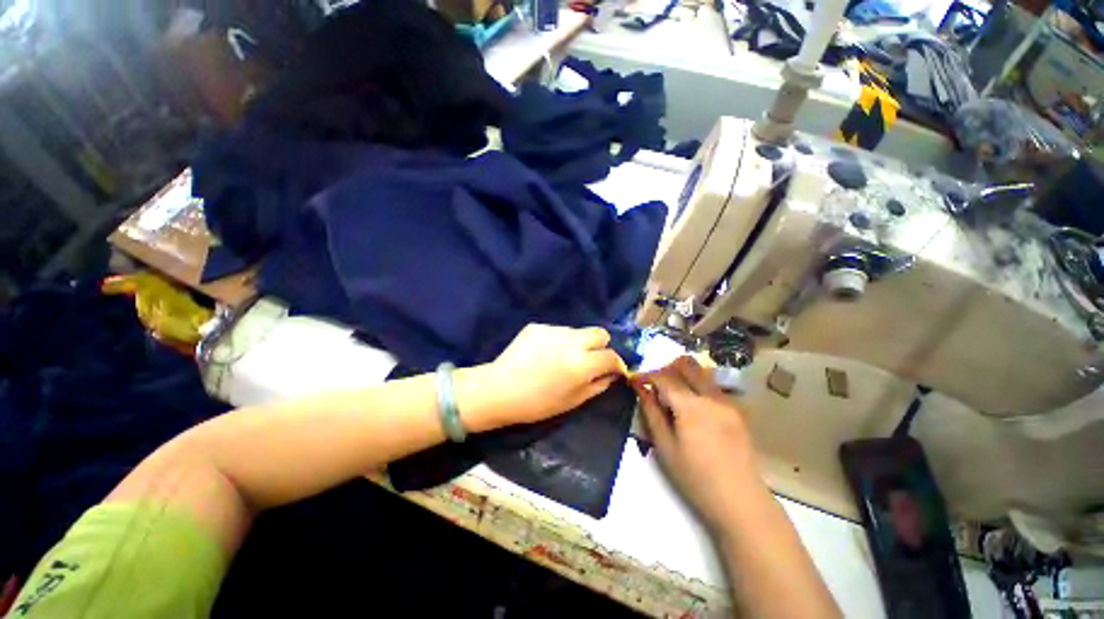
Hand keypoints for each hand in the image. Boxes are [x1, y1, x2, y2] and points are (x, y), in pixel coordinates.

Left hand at [460, 324, 626, 430]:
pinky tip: (543, 354)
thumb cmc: (537, 403)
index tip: (611, 371)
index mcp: (582, 363)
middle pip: (600, 333)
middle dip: (601, 346)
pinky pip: (557, 331)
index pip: (611, 356)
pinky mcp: (538, 326)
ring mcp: (553, 330)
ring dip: (577, 343)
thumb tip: (611, 374)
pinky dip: (557, 341)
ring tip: (561, 358)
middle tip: (589, 360)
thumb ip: (597, 385)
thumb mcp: (573, 401)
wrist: (499, 389)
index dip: (615, 364)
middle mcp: (572, 341)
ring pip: (577, 331)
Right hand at [632, 356, 761, 532]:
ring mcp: (728, 401)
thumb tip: (640, 388)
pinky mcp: (737, 410)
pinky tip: (692, 409)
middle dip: (666, 368)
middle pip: (686, 364)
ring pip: (701, 371)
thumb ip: (651, 412)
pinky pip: (712, 386)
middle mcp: (711, 396)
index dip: (646, 375)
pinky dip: (697, 386)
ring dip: (683, 375)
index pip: (664, 377)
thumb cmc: (696, 478)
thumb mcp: (665, 447)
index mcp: (691, 406)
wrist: (741, 502)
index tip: (634, 380)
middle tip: (655, 385)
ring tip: (672, 396)